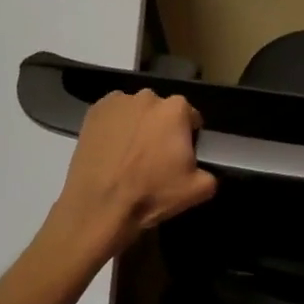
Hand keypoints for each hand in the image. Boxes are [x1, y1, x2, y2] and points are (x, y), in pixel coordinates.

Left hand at [51, 90, 216, 256]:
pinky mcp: (94, 111)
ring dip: (137, 125)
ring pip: (136, 111)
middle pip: (162, 111)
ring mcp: (118, 101)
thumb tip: (202, 170)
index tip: (180, 155)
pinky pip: (112, 115)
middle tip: (155, 156)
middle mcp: (148, 97)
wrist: (99, 207)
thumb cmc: (151, 194)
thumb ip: (210, 173)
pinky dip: (114, 126)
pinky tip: (112, 149)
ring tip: (129, 154)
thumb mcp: (198, 190)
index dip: (188, 136)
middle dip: (161, 127)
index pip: (190, 117)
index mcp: (176, 110)